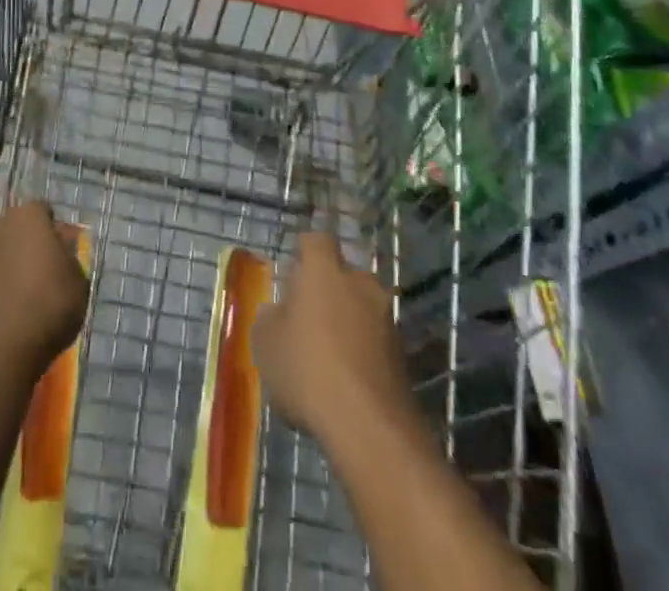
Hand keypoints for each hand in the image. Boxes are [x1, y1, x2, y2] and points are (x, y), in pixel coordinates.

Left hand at [0, 202, 89, 381]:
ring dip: (14, 267)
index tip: (65, 256)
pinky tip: (11, 312)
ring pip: (3, 253)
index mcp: (29, 215)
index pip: (45, 213)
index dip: (57, 233)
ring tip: (29, 298)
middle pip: (21, 230)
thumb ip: (71, 258)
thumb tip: (61, 249)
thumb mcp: (79, 281)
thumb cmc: (47, 305)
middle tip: (49, 275)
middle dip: (33, 246)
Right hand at [255, 234, 412, 443]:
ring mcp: (387, 318)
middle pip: (342, 275)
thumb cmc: (307, 369)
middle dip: (327, 290)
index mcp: (325, 271)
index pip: (316, 240)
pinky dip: (361, 350)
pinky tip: (346, 380)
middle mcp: (360, 283)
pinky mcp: (403, 354)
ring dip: (346, 321)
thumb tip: (277, 312)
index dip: (304, 252)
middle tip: (307, 317)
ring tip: (326, 354)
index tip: (292, 272)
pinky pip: (374, 339)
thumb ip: (269, 319)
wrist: (369, 427)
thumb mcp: (266, 344)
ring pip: (360, 307)